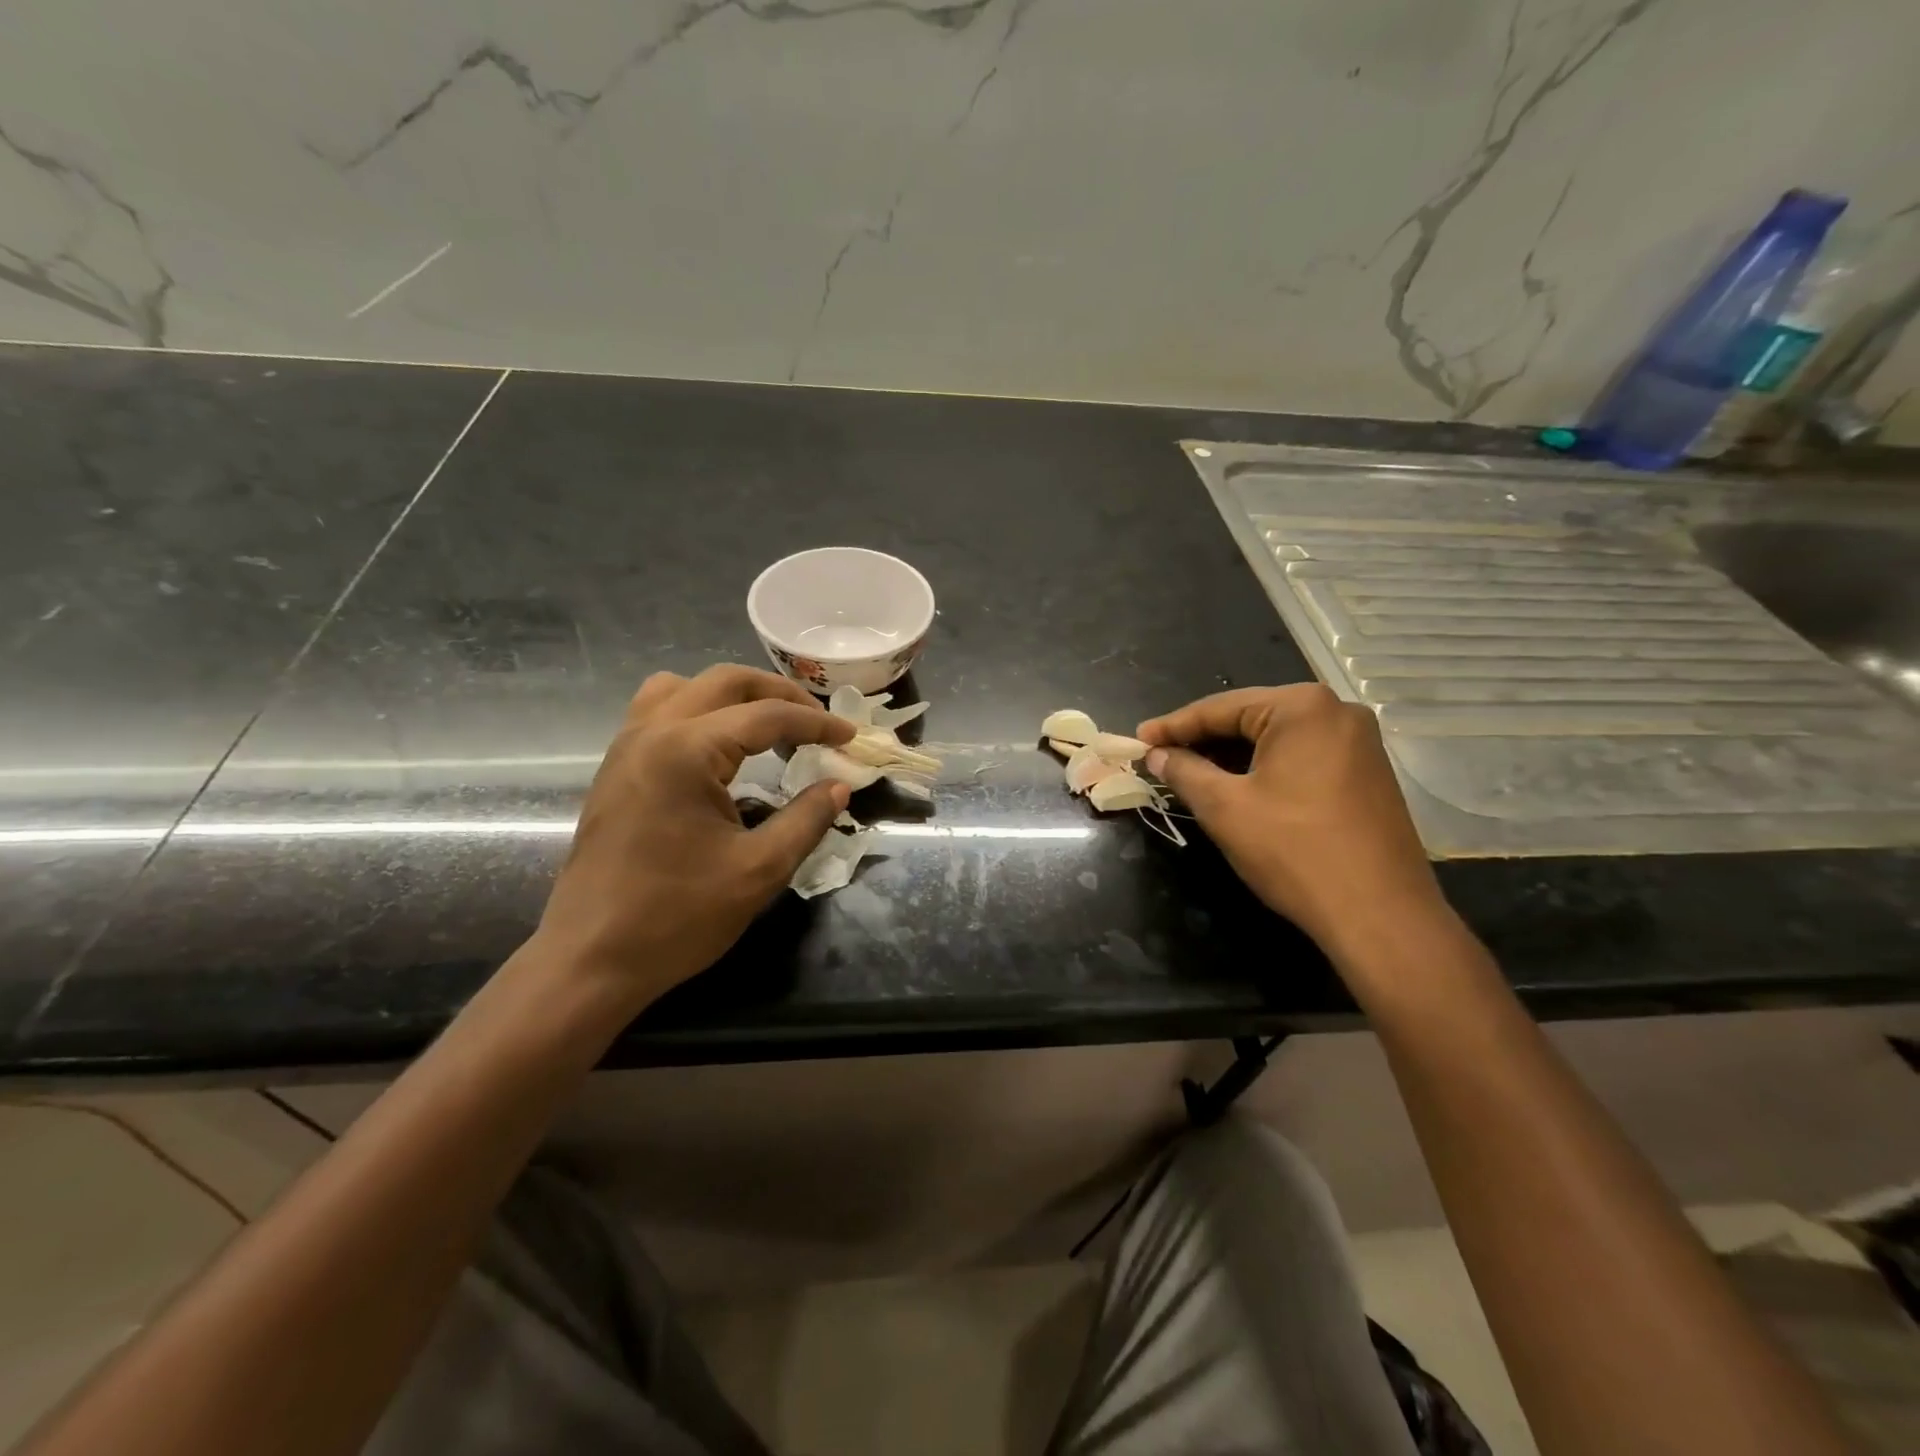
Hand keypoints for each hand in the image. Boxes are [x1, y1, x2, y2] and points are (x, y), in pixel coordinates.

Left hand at [530, 665, 853, 1013]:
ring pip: (685, 687)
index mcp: (686, 750)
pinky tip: (721, 750)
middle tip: (817, 721)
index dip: (816, 723)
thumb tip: (839, 786)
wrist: (591, 959)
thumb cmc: (677, 916)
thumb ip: (807, 819)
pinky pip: (658, 711)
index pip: (766, 715)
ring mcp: (627, 748)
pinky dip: (699, 712)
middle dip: (779, 693)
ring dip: (733, 696)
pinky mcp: (616, 769)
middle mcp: (652, 732)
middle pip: (725, 682)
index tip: (851, 737)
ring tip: (769, 725)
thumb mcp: (759, 870)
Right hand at [1137, 684, 1450, 963]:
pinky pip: (1301, 758)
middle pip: (1251, 718)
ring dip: (1231, 756)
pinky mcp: (1367, 774)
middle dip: (1202, 740)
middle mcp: (1337, 712)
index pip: (1220, 708)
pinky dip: (1264, 769)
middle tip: (1159, 758)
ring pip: (1276, 740)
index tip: (1137, 741)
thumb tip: (1157, 755)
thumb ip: (1184, 771)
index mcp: (1303, 707)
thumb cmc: (1294, 851)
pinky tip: (1237, 787)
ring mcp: (1359, 743)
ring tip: (1189, 773)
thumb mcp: (1225, 808)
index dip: (1173, 727)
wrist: (1380, 916)